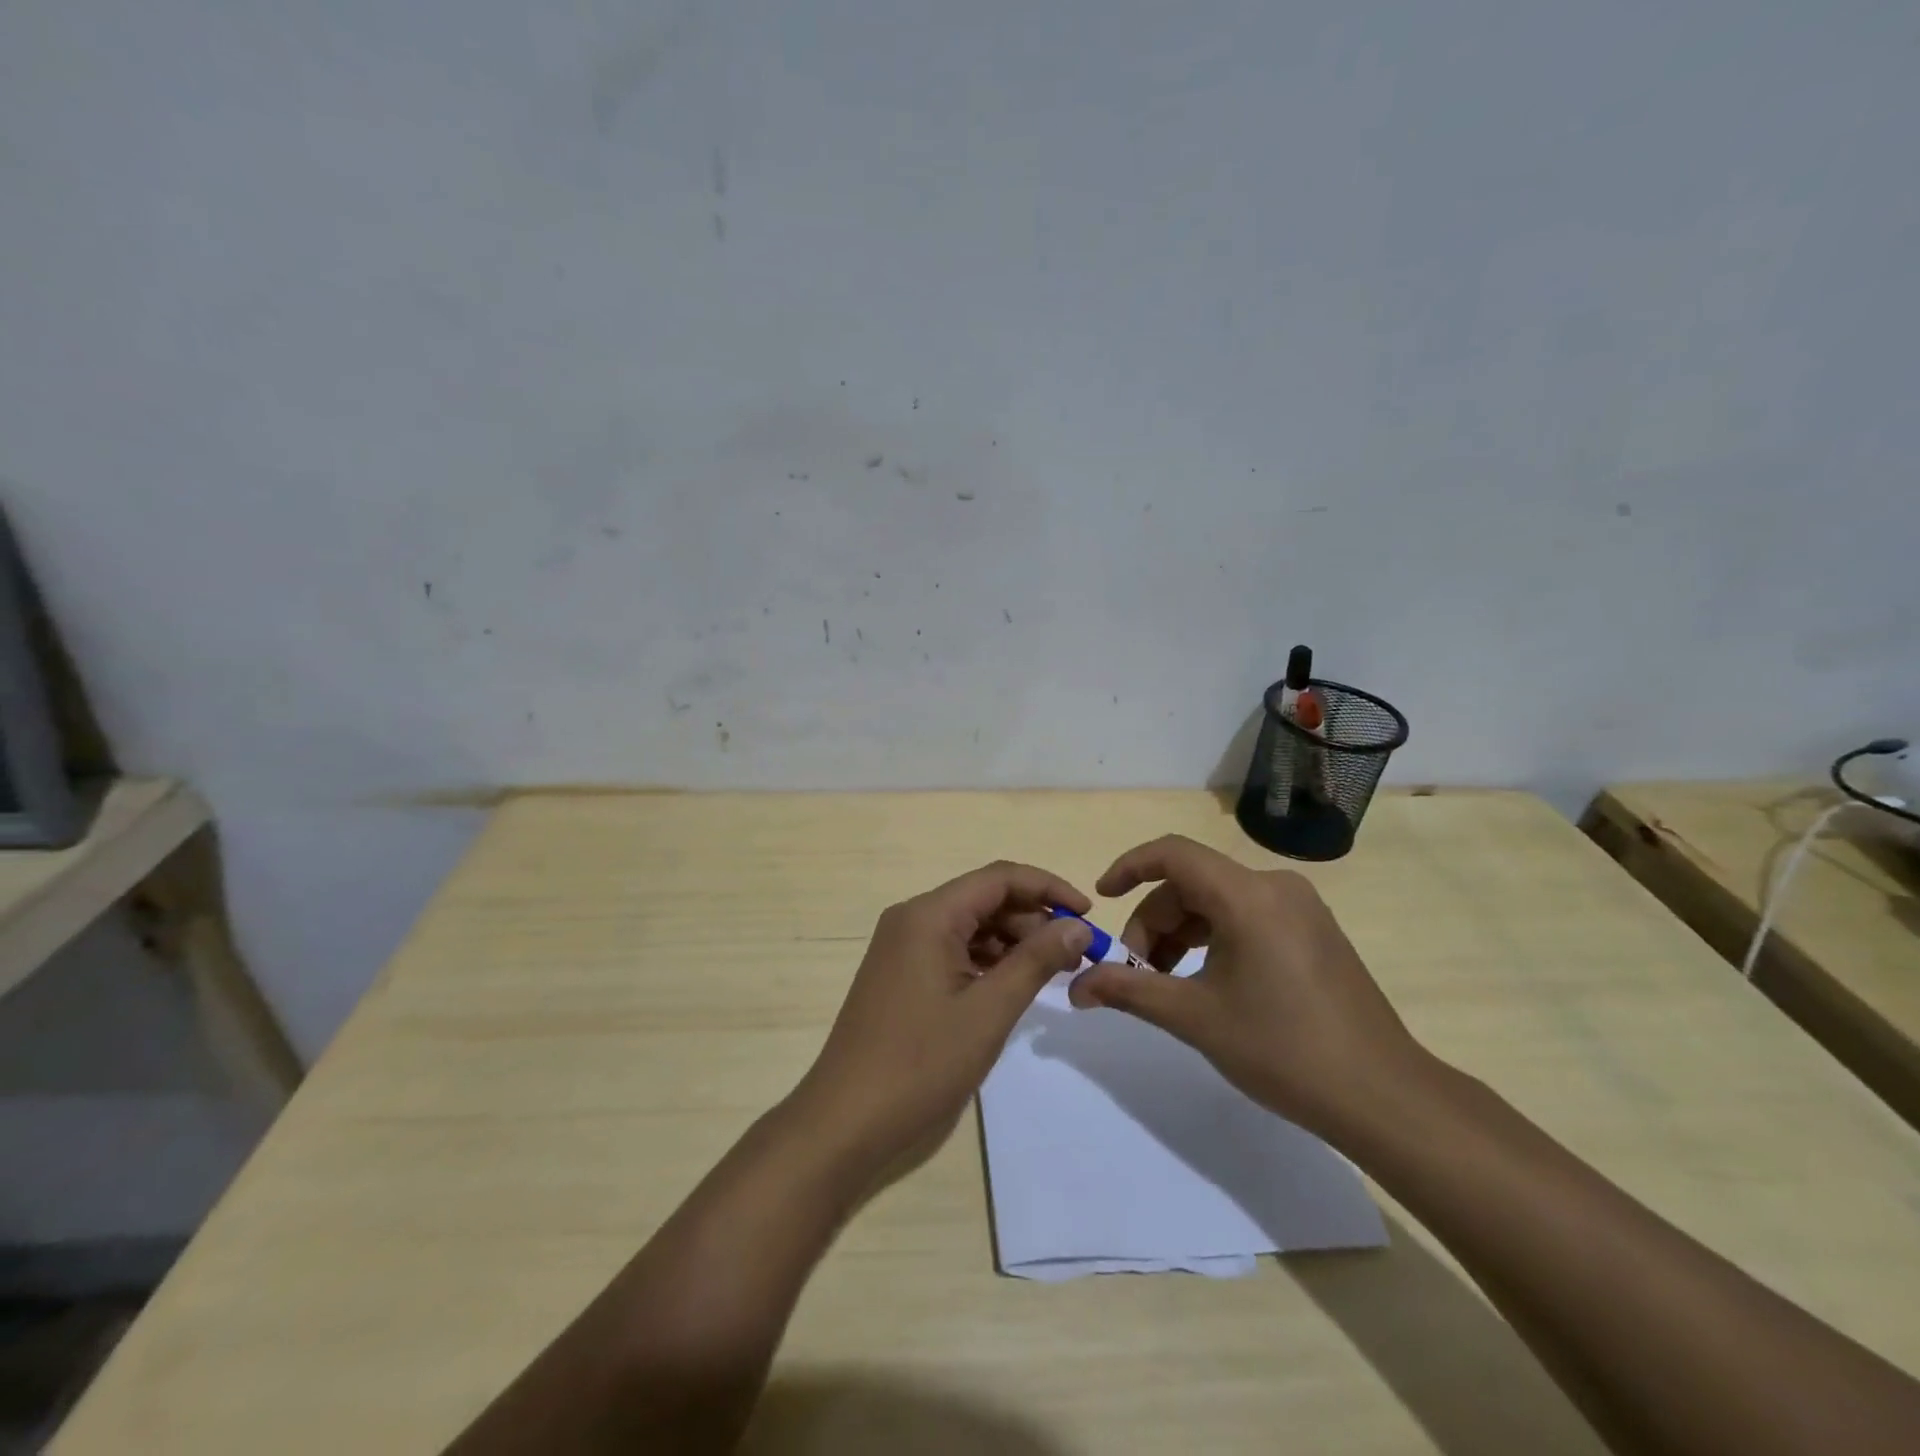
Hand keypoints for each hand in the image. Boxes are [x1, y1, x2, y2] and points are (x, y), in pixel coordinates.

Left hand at [786, 861, 1092, 1192]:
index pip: (999, 878)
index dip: (1048, 888)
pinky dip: (986, 960)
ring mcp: (902, 946)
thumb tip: (1078, 926)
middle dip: (1033, 918)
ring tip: (1051, 972)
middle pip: (984, 898)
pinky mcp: (900, 973)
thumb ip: (1036, 961)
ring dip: (1012, 941)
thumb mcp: (989, 1011)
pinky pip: (952, 949)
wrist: (845, 1121)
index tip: (1089, 913)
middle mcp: (912, 918)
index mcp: (929, 915)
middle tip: (1075, 954)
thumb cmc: (920, 1063)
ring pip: (970, 925)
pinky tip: (1011, 986)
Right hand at [1067, 834, 1431, 1140]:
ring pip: (1218, 902)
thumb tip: (1076, 986)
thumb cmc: (1282, 1049)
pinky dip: (1213, 940)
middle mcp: (1275, 887)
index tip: (1100, 900)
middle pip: (1192, 884)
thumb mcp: (1194, 1017)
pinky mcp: (1313, 932)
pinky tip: (1206, 983)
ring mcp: (1300, 908)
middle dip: (1154, 924)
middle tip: (1136, 975)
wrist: (1383, 1097)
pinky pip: (1246, 917)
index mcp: (1248, 895)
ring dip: (1181, 935)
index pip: (1173, 854)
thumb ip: (1129, 991)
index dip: (1129, 868)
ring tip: (1166, 986)